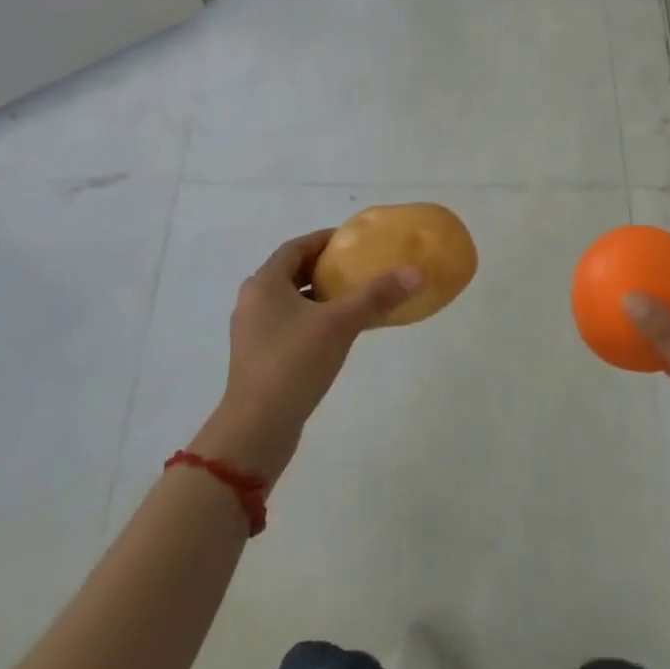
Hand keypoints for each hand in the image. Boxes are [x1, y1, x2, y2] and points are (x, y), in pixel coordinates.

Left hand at [192, 231, 420, 483]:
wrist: (257, 429)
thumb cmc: (293, 363)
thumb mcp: (340, 324)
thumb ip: (376, 296)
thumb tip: (416, 273)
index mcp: (264, 284)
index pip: (295, 247)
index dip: (324, 240)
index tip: (354, 241)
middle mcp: (253, 302)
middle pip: (292, 272)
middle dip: (324, 268)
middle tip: (358, 268)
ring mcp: (253, 332)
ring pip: (290, 301)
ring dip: (319, 295)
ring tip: (353, 298)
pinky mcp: (259, 358)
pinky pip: (289, 325)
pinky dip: (312, 319)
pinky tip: (337, 333)